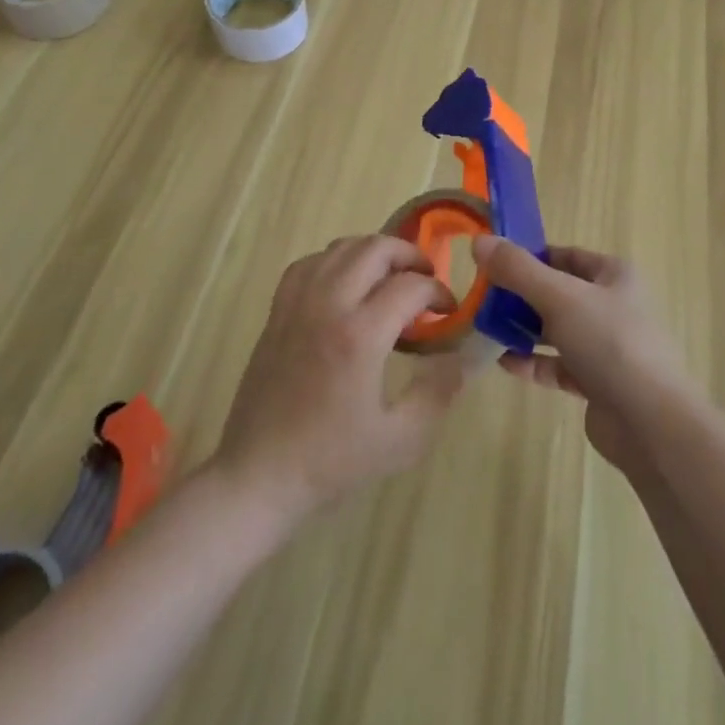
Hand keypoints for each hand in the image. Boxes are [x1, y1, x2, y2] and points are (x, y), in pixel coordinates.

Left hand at [212, 235, 467, 524]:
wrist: (257, 477)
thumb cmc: (330, 462)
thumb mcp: (400, 440)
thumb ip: (439, 393)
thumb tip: (466, 358)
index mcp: (359, 335)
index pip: (411, 286)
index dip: (438, 292)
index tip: (449, 312)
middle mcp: (328, 305)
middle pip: (375, 249)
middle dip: (410, 257)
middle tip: (425, 281)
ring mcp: (298, 304)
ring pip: (342, 247)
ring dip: (374, 253)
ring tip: (390, 278)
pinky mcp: (277, 311)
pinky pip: (310, 262)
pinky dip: (335, 261)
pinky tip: (345, 284)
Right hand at [471, 236, 690, 475]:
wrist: (651, 424)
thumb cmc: (610, 343)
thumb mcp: (560, 297)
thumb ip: (518, 269)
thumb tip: (480, 241)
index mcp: (614, 275)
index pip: (566, 255)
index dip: (531, 256)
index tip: (494, 263)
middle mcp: (612, 305)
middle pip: (558, 292)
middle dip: (521, 295)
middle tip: (483, 298)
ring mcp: (606, 346)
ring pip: (557, 329)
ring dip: (524, 328)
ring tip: (486, 329)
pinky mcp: (597, 383)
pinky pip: (558, 364)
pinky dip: (533, 361)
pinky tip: (504, 362)